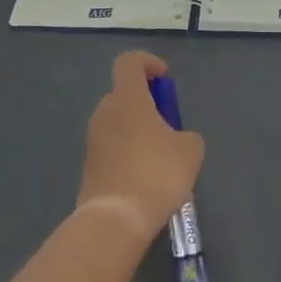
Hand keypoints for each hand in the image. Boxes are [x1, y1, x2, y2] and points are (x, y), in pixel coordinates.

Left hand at [77, 51, 205, 240]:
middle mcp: (104, 113)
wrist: (117, 219)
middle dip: (146, 104)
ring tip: (161, 158)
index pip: (129, 62)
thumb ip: (185, 134)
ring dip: (137, 131)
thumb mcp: (191, 149)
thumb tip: (176, 139)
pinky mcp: (89, 166)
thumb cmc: (157, 173)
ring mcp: (93, 140)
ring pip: (117, 123)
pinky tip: (146, 178)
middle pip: (123, 94)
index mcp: (128, 99)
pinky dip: (128, 153)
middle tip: (169, 127)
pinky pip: (112, 148)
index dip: (148, 63)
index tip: (165, 80)